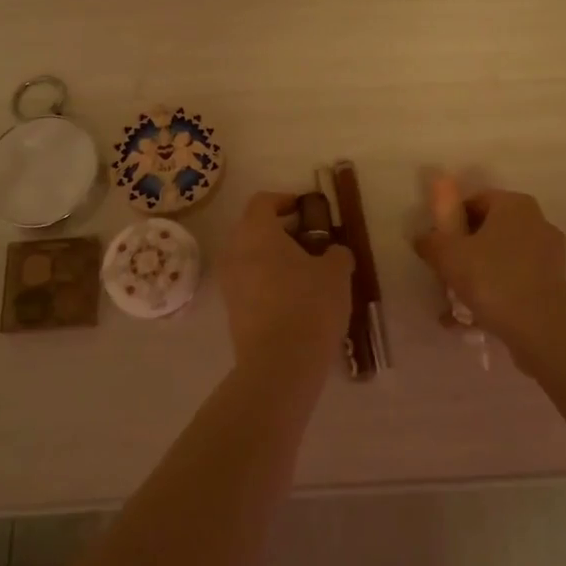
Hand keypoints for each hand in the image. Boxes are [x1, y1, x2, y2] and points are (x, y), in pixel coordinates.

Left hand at [217, 192, 353, 381]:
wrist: (279, 365)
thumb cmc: (309, 305)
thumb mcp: (336, 273)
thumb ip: (336, 253)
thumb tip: (333, 253)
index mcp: (257, 232)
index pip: (262, 201)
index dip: (284, 200)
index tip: (305, 208)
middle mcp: (235, 252)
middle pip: (252, 228)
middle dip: (279, 230)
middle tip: (308, 240)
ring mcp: (229, 284)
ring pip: (249, 258)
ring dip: (272, 258)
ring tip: (304, 272)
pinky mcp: (231, 311)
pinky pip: (249, 284)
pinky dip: (267, 282)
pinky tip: (293, 298)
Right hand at [414, 188, 565, 363]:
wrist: (542, 328)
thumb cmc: (492, 278)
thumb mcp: (448, 256)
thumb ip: (430, 242)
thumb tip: (422, 238)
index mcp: (514, 204)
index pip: (474, 202)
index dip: (450, 222)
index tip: (437, 246)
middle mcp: (536, 222)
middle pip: (488, 231)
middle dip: (464, 253)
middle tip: (444, 275)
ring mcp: (549, 255)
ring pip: (500, 260)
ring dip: (477, 278)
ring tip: (454, 306)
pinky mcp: (553, 284)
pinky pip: (514, 282)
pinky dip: (495, 295)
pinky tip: (473, 319)